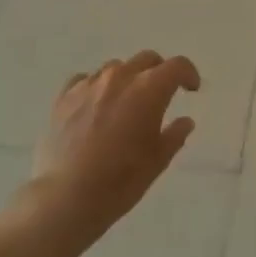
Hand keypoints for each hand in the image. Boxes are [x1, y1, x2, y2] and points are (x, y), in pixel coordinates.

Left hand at [30, 52, 199, 244]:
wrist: (66, 197)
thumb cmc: (120, 180)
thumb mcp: (157, 161)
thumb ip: (175, 135)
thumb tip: (185, 121)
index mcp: (149, 89)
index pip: (177, 66)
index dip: (189, 74)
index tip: (191, 89)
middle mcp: (120, 77)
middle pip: (146, 59)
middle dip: (159, 72)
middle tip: (160, 95)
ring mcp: (89, 84)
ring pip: (115, 67)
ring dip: (127, 79)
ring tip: (124, 104)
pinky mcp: (64, 97)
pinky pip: (85, 80)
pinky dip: (96, 88)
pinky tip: (95, 107)